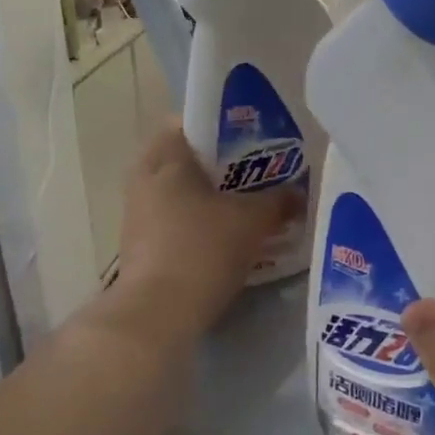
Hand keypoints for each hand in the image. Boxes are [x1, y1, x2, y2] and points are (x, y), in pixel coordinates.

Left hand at [113, 121, 301, 338]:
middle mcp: (144, 180)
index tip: (251, 137)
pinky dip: (197, 222)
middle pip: (183, 159)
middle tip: (253, 173)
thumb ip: (278, 202)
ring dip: (207, 197)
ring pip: (178, 192)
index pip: (187, 122)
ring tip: (245, 206)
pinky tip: (225, 237)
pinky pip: (173, 220)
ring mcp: (137, 214)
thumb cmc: (203, 250)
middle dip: (218, 165)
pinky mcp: (139, 246)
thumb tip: (298, 194)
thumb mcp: (252, 222)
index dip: (221, 126)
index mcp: (166, 159)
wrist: (157, 313)